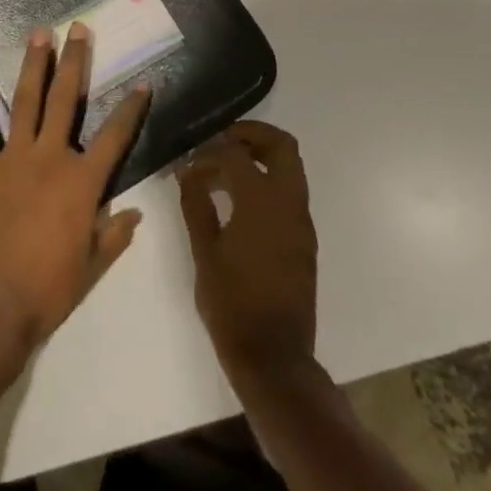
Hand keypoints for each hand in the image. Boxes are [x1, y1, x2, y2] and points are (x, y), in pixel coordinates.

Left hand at [0, 24, 149, 370]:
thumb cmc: (48, 290)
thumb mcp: (91, 267)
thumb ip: (113, 235)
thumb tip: (134, 214)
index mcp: (83, 183)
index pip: (116, 138)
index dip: (132, 109)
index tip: (143, 83)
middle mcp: (51, 158)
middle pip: (67, 101)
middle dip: (75, 63)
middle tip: (78, 29)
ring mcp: (13, 158)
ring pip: (26, 102)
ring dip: (33, 66)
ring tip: (38, 35)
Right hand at [177, 121, 317, 384]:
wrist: (273, 356)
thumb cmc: (231, 303)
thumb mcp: (204, 251)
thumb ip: (195, 204)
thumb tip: (187, 171)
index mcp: (262, 202)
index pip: (236, 155)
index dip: (209, 151)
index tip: (188, 160)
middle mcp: (289, 204)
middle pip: (281, 146)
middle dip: (251, 135)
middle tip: (219, 141)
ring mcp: (301, 222)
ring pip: (290, 168)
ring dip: (259, 157)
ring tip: (222, 170)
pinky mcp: (303, 239)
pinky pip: (289, 193)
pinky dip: (266, 182)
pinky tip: (236, 200)